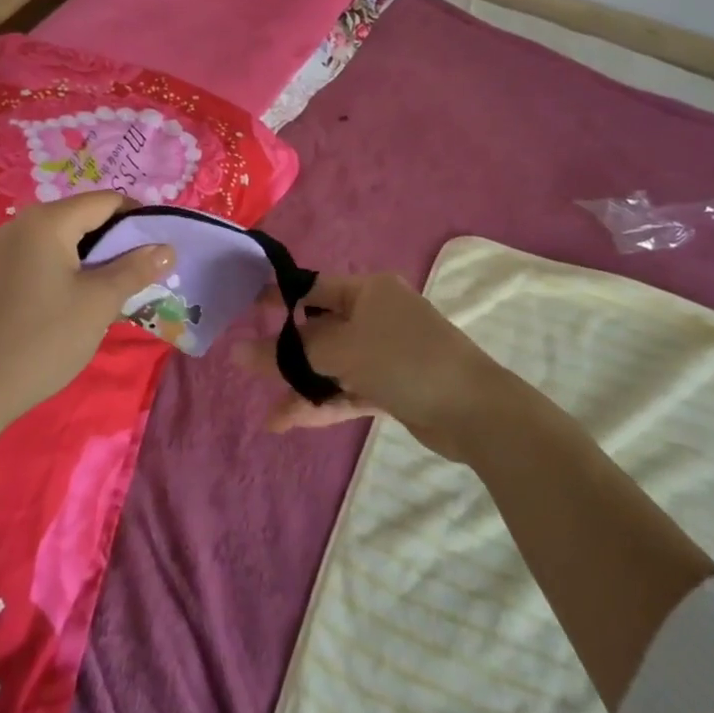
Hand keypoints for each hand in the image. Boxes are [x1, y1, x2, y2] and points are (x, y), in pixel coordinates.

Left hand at [0, 192, 174, 425]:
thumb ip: (136, 269)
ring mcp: (7, 247)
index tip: (161, 247)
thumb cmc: (45, 338)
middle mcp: (24, 223)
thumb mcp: (100, 302)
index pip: (106, 202)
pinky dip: (73, 266)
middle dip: (119, 240)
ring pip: (67, 237)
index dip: (139, 219)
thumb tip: (167, 249)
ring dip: (97, 256)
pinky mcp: (1, 270)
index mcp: (48, 221)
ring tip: (120, 286)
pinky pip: (47, 254)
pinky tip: (85, 296)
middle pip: (85, 216)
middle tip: (145, 271)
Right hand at [236, 273, 505, 460]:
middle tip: (249, 369)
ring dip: (304, 388)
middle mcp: (376, 315)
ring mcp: (385, 353)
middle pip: (320, 330)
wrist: (475, 410)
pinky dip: (324, 404)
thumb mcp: (342, 350)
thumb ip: (290, 353)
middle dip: (288, 355)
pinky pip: (348, 390)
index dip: (278, 298)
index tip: (244, 310)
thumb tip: (238, 351)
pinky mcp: (392, 386)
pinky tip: (291, 423)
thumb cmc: (404, 360)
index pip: (313, 288)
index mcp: (368, 291)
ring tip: (272, 418)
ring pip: (333, 366)